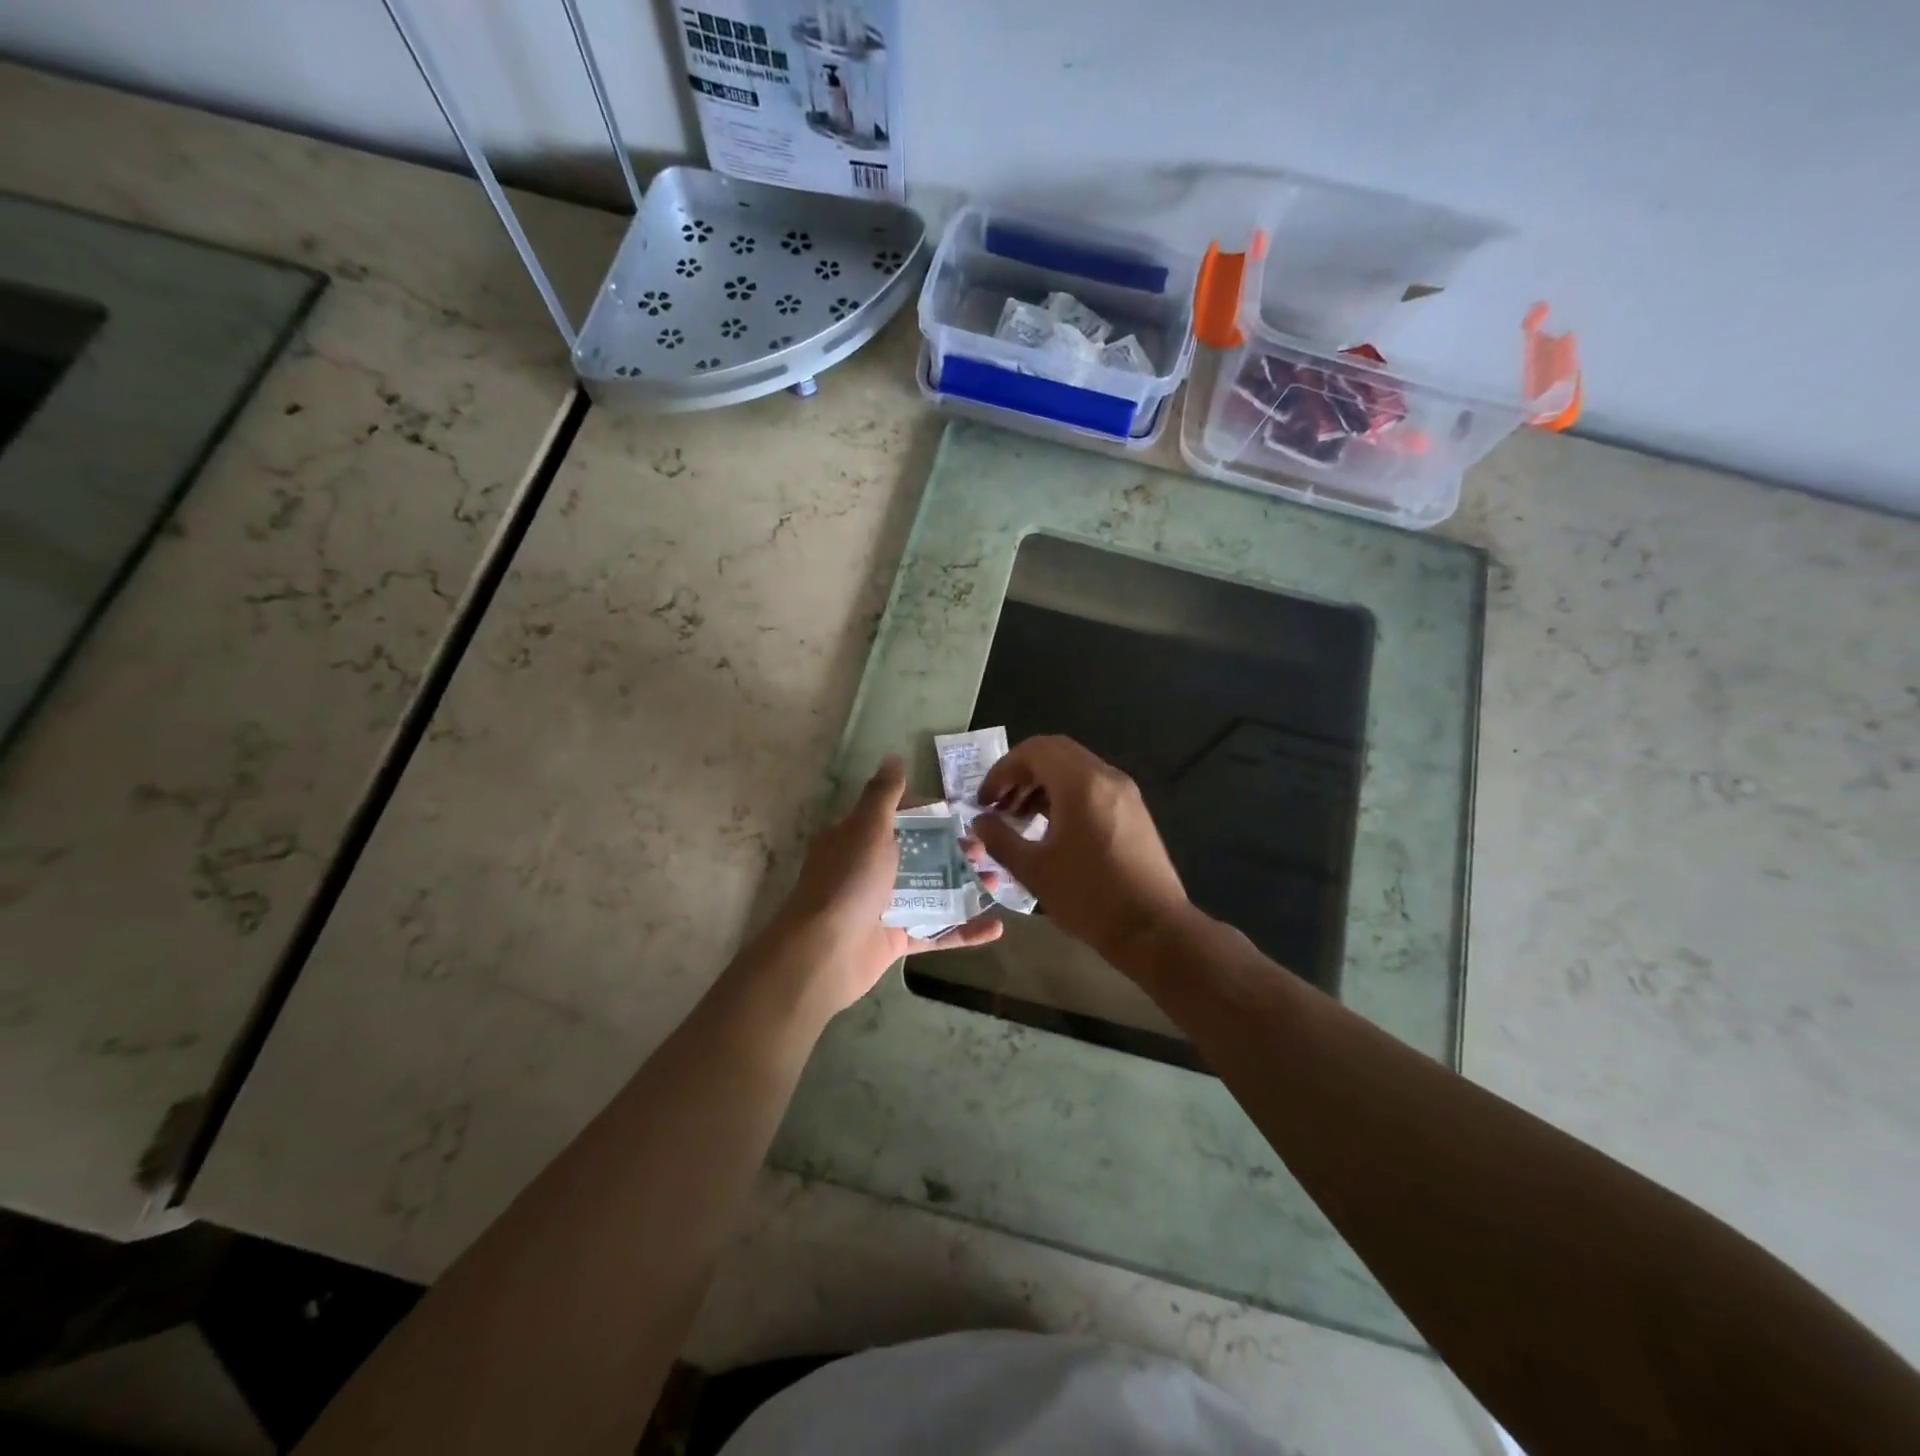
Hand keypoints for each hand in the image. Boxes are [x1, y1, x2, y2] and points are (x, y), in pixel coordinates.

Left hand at [757, 755, 1001, 1017]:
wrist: (824, 952)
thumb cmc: (849, 881)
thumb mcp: (867, 827)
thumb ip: (884, 794)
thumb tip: (893, 757)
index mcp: (858, 840)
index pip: (899, 818)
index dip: (931, 815)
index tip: (962, 815)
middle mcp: (870, 870)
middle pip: (921, 855)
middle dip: (955, 851)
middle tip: (984, 851)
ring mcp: (884, 907)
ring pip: (933, 892)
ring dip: (966, 886)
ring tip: (997, 881)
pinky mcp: (896, 940)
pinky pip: (936, 932)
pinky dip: (965, 930)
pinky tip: (996, 926)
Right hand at [974, 735, 1189, 966]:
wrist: (1154, 929)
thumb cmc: (1089, 898)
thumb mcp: (1034, 870)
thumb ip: (1000, 839)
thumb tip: (979, 821)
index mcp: (1081, 784)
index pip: (1034, 751)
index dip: (1002, 771)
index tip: (984, 801)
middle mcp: (1106, 777)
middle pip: (1055, 752)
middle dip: (1021, 773)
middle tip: (999, 804)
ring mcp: (1124, 792)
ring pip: (1074, 768)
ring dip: (1042, 784)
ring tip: (1018, 818)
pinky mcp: (1133, 810)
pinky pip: (1092, 786)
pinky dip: (1064, 794)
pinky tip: (1049, 828)